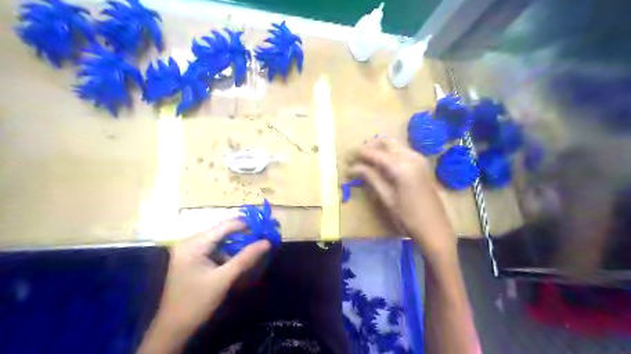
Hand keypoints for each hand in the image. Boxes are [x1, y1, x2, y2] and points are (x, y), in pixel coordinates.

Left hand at [139, 222, 270, 352]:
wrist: (173, 328)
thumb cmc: (197, 302)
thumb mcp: (224, 279)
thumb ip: (245, 258)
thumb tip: (266, 242)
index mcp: (193, 244)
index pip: (224, 226)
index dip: (246, 226)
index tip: (265, 230)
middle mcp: (189, 242)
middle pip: (221, 231)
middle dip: (242, 235)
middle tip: (262, 239)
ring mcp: (188, 250)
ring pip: (218, 240)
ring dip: (235, 244)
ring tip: (253, 249)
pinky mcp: (190, 258)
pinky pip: (213, 248)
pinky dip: (226, 252)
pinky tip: (237, 260)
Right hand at [347, 138, 456, 256]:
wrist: (435, 228)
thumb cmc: (408, 217)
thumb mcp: (386, 197)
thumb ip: (370, 177)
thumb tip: (352, 167)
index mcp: (401, 165)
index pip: (374, 153)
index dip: (358, 154)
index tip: (346, 158)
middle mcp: (411, 156)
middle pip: (385, 142)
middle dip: (369, 148)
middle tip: (357, 160)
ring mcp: (418, 159)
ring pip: (394, 145)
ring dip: (379, 150)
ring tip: (366, 164)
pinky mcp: (421, 164)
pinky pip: (401, 152)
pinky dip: (389, 155)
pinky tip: (382, 167)